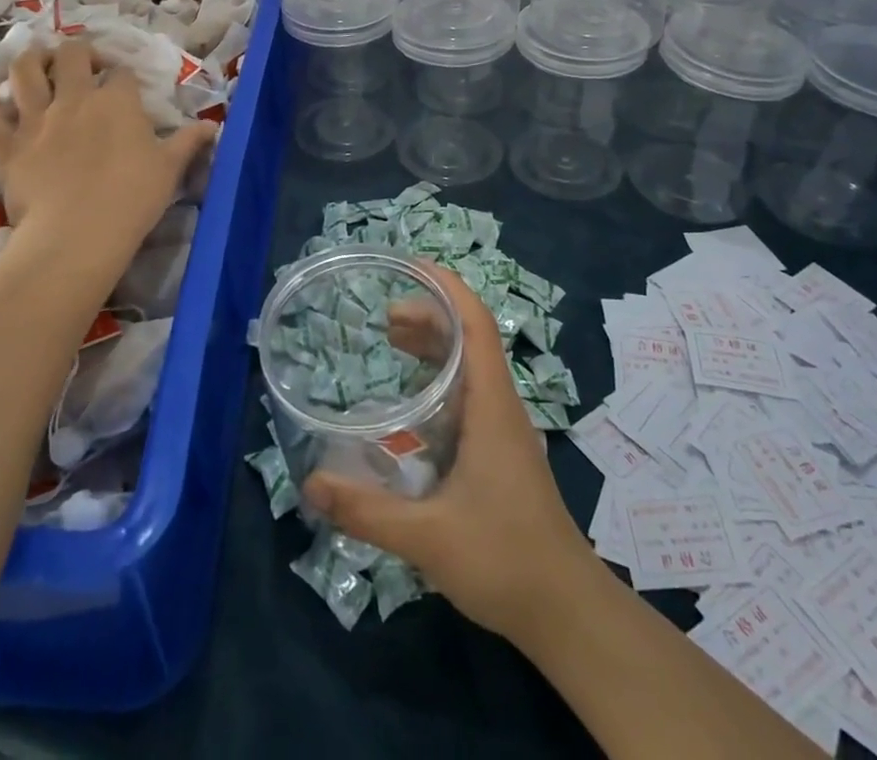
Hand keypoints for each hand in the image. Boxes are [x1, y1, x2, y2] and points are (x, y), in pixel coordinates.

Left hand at [0, 42, 214, 266]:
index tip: (126, 88)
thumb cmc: (132, 199)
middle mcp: (74, 98)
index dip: (123, 76)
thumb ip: (189, 142)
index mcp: (117, 101)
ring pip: (24, 71)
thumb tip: (212, 127)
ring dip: (30, 59)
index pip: (121, 73)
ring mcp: (35, 119)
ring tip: (36, 62)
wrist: (78, 234)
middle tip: (81, 65)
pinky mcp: (5, 144)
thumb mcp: (170, 169)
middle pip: (70, 56)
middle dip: (77, 53)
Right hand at [302, 261, 595, 643]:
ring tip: (391, 340)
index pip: (476, 323)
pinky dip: (441, 376)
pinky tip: (413, 401)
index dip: (448, 287)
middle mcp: (500, 405)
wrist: (566, 610)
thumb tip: (310, 484)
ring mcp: (503, 428)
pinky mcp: (500, 450)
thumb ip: (367, 511)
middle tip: (384, 316)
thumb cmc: (504, 560)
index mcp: (492, 405)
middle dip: (430, 314)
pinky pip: (469, 391)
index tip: (412, 266)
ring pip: (470, 364)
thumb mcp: (428, 537)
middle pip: (470, 336)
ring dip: (435, 343)